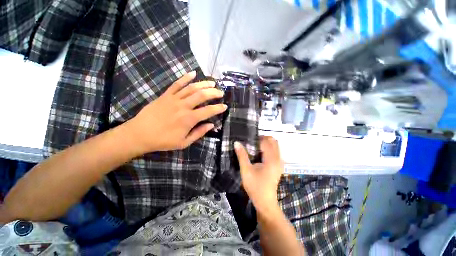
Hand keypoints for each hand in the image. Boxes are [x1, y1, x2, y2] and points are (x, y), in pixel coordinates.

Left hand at [126, 71, 226, 153]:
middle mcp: (183, 106)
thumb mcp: (184, 142)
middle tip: (221, 93)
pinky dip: (185, 77)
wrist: (140, 134)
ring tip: (212, 83)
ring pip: (192, 88)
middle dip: (214, 93)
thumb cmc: (163, 140)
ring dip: (204, 84)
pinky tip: (193, 73)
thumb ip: (199, 133)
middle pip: (202, 95)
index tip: (225, 106)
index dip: (218, 108)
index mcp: (189, 119)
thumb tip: (211, 125)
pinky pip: (176, 84)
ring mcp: (174, 99)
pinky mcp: (165, 95)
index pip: (208, 111)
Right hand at [234, 136, 283, 213]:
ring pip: (275, 146)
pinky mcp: (278, 166)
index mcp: (271, 159)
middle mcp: (278, 159)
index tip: (249, 139)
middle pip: (273, 142)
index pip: (266, 142)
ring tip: (255, 147)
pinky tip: (260, 153)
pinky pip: (275, 152)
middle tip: (252, 142)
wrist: (265, 202)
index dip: (257, 138)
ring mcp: (280, 163)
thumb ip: (241, 155)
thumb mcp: (246, 170)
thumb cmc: (255, 186)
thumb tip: (236, 143)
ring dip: (266, 143)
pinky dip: (269, 148)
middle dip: (263, 139)